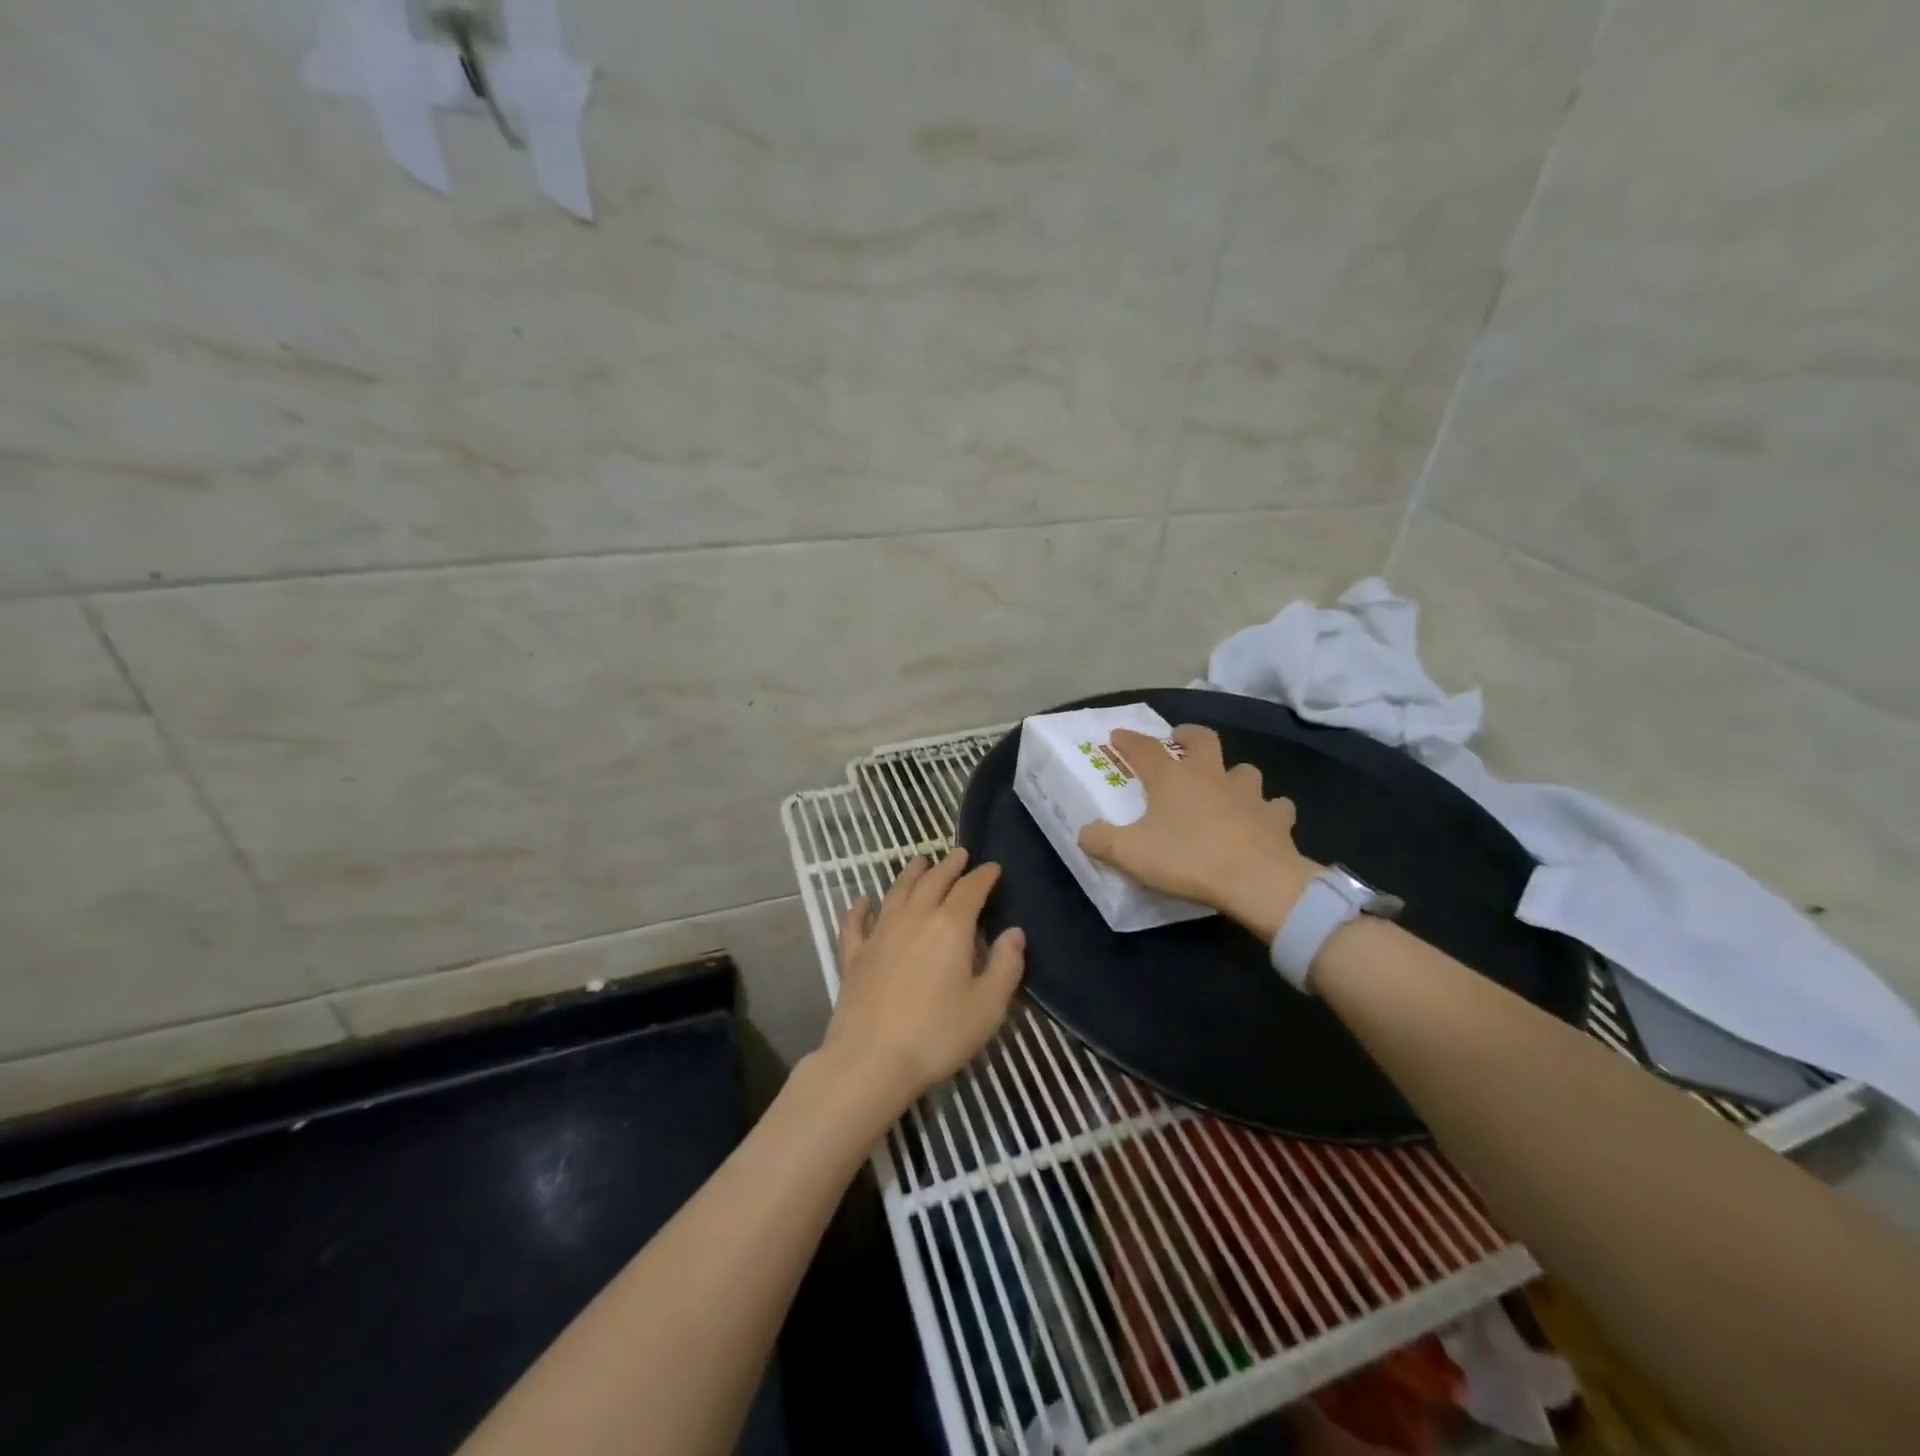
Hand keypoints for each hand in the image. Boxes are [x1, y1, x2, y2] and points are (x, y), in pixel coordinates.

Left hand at [819, 848, 1025, 1118]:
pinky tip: (862, 900)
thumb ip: (1006, 966)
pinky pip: (856, 923)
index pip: (970, 890)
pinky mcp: (854, 955)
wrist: (870, 1061)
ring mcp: (880, 934)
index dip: (983, 876)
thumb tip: (1015, 933)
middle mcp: (914, 918)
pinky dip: (860, 907)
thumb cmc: (937, 1035)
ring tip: (921, 862)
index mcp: (950, 926)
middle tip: (959, 854)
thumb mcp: (988, 1007)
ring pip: (897, 892)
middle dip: (949, 866)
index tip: (993, 867)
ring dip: (910, 874)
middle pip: (933, 882)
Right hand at [1079, 724, 1322, 940]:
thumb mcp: (1130, 854)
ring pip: (1244, 770)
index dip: (1129, 740)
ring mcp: (1248, 794)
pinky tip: (1264, 819)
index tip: (1117, 735)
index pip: (1144, 748)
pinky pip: (1275, 806)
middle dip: (1188, 735)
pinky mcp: (1276, 818)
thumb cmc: (1187, 859)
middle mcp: (1210, 776)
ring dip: (1233, 774)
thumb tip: (1084, 832)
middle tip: (1179, 740)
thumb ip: (1101, 840)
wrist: (1256, 881)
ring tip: (1225, 786)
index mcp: (1172, 778)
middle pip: (1202, 740)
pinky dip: (1268, 809)